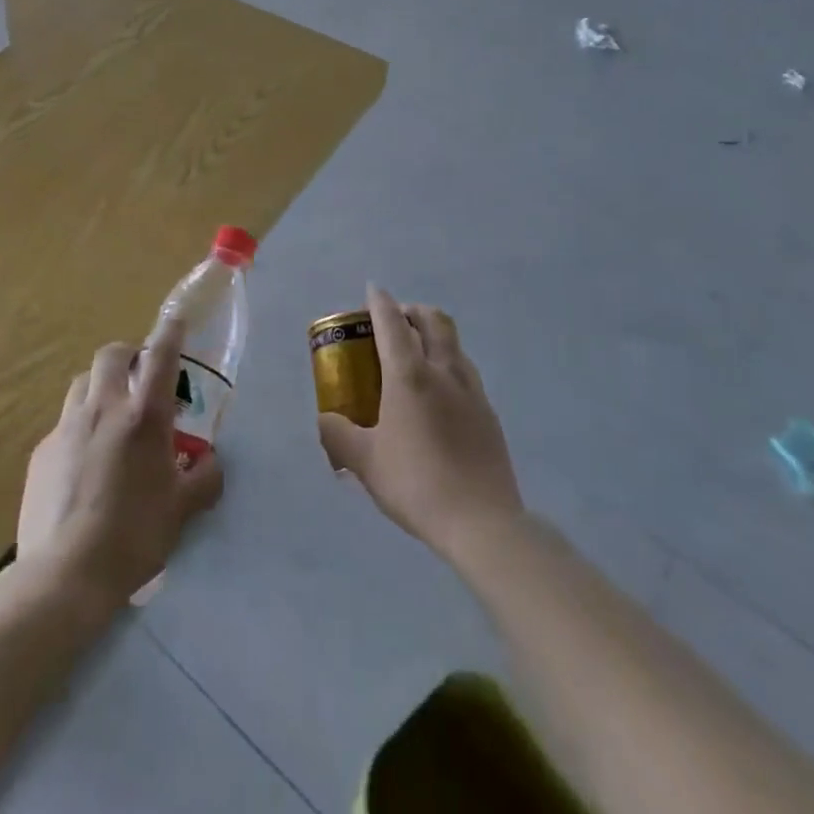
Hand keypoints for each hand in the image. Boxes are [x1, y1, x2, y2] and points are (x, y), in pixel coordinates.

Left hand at [15, 315, 224, 608]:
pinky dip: (79, 426)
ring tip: (110, 415)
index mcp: (144, 416)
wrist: (65, 575)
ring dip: (100, 386)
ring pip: (83, 382)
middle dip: (128, 355)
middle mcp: (104, 408)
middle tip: (139, 378)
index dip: (171, 332)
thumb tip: (211, 463)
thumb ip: (203, 480)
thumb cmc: (133, 537)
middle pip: (111, 354)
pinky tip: (84, 461)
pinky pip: (64, 422)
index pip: (161, 356)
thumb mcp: (182, 511)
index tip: (176, 319)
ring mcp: (67, 426)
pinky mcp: (42, 450)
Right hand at [319, 285, 523, 558]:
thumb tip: (325, 420)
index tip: (373, 289)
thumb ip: (339, 436)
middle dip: (413, 311)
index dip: (380, 302)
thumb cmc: (416, 484)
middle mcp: (443, 372)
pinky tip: (440, 396)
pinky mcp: (489, 414)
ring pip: (455, 344)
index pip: (392, 323)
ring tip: (417, 356)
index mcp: (409, 376)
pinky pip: (466, 373)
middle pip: (433, 321)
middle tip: (396, 321)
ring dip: (434, 336)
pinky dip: (449, 366)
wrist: (482, 523)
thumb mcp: (365, 463)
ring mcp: (471, 391)